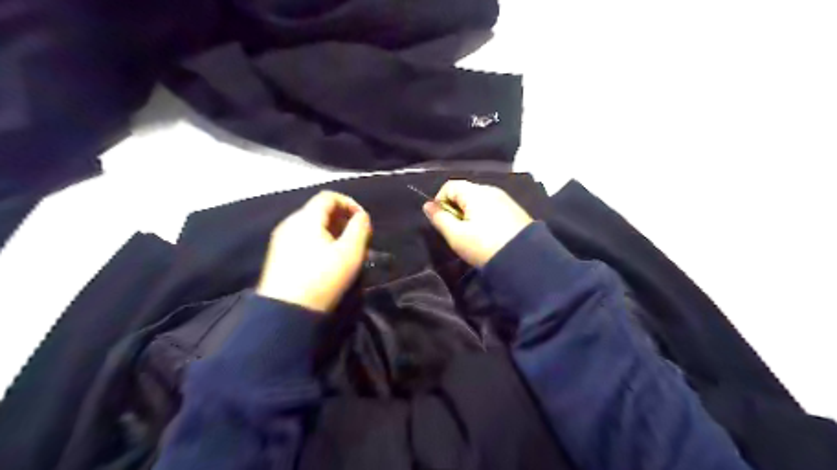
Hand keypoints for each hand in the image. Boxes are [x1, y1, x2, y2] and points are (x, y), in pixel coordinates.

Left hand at [256, 189, 371, 314]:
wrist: (285, 311)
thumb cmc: (322, 278)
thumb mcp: (350, 253)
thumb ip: (360, 228)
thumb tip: (362, 216)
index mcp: (305, 218)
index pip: (329, 197)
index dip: (350, 203)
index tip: (363, 221)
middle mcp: (290, 223)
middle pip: (320, 210)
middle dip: (343, 219)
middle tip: (358, 237)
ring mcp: (281, 239)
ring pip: (312, 225)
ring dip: (333, 232)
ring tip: (346, 250)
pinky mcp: (278, 255)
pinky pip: (303, 238)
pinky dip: (320, 241)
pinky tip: (328, 260)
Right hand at [422, 180, 531, 267]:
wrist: (524, 260)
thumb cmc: (484, 246)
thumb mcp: (456, 235)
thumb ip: (440, 218)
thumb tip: (427, 205)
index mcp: (475, 192)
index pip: (450, 186)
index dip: (440, 201)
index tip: (441, 221)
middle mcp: (491, 190)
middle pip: (465, 192)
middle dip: (456, 209)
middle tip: (456, 231)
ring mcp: (505, 199)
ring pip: (479, 201)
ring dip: (470, 214)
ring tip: (472, 235)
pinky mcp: (515, 211)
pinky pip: (492, 207)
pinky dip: (484, 217)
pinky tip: (488, 234)